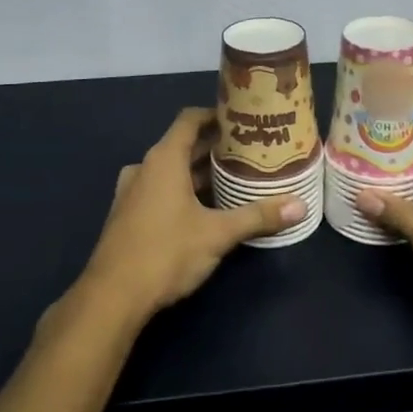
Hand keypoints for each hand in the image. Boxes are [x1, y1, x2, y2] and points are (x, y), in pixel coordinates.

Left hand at [78, 107, 305, 322]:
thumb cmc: (165, 252)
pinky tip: (205, 208)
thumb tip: (300, 206)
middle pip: (181, 145)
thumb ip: (258, 217)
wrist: (112, 297)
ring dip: (198, 172)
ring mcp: (132, 192)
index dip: (214, 115)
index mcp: (163, 159)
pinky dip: (182, 190)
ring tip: (233, 178)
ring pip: (170, 170)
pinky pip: (159, 189)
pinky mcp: (128, 216)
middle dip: (213, 147)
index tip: (241, 118)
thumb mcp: (217, 234)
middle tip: (248, 151)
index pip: (189, 120)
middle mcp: (145, 168)